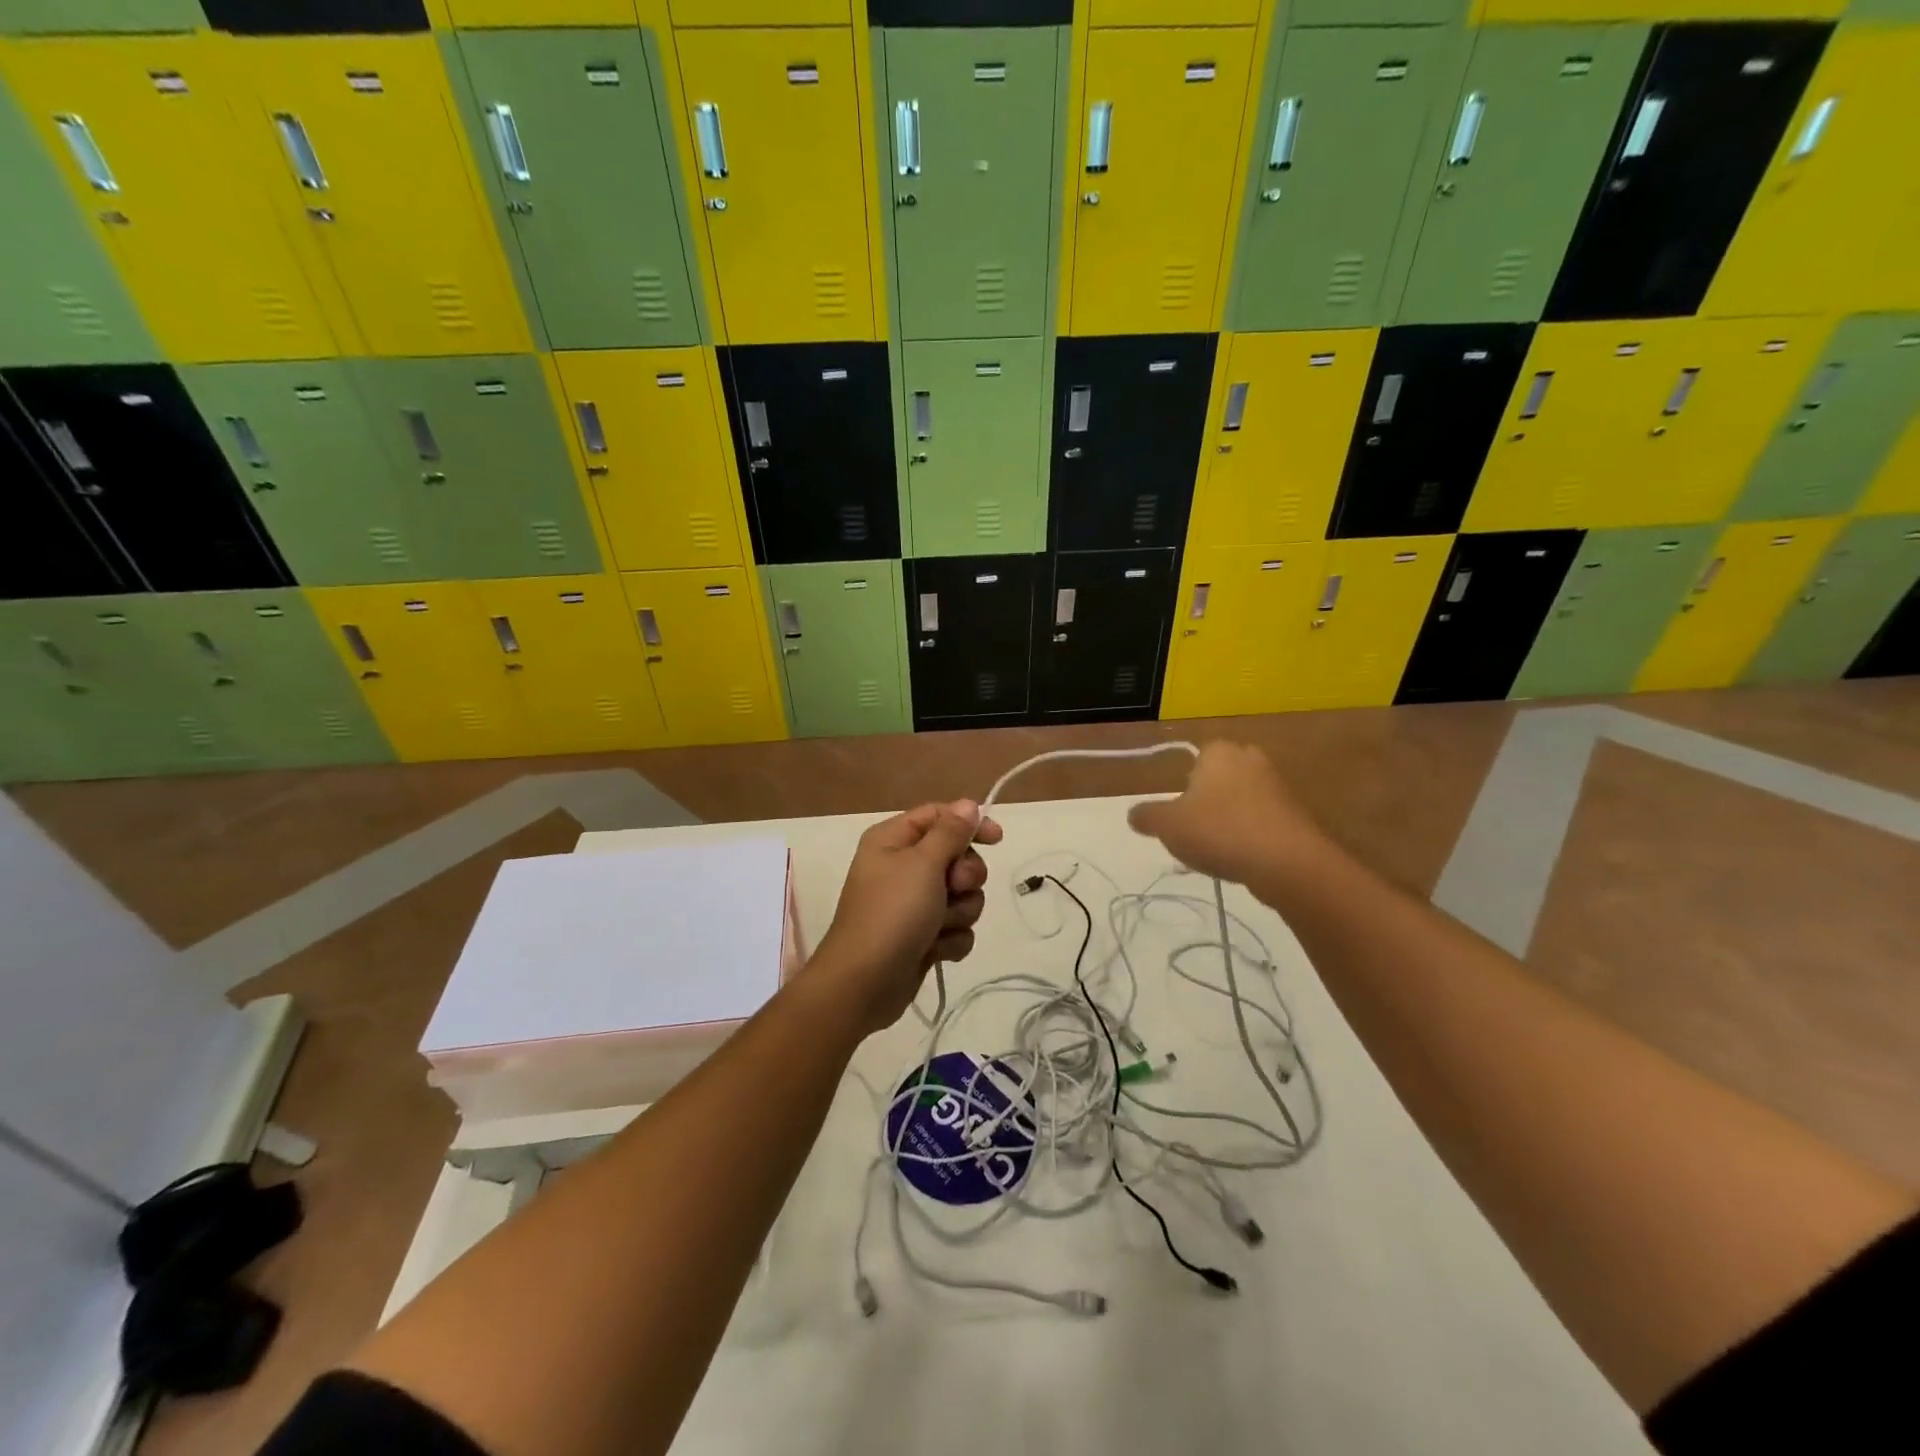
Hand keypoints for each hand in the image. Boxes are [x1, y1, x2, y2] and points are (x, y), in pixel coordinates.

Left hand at [811, 801, 1003, 1033]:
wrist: (864, 983)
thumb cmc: (892, 913)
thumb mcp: (923, 863)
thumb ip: (950, 832)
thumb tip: (968, 804)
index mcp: (893, 840)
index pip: (939, 816)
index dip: (969, 823)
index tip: (996, 838)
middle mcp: (902, 867)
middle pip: (956, 856)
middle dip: (964, 877)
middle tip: (952, 889)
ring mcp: (913, 904)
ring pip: (962, 895)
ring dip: (959, 912)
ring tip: (939, 927)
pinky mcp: (922, 936)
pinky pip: (955, 927)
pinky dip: (950, 939)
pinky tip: (935, 950)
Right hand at [1127, 742, 1327, 885]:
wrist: (1288, 862)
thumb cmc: (1219, 831)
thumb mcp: (1167, 825)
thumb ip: (1147, 816)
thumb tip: (1134, 814)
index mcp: (1219, 751)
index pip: (1194, 759)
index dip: (1183, 787)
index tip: (1178, 814)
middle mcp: (1250, 759)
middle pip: (1218, 780)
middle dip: (1207, 802)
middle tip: (1194, 831)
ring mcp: (1278, 786)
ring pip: (1241, 801)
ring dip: (1228, 821)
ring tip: (1217, 851)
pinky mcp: (1296, 813)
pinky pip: (1262, 820)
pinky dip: (1250, 836)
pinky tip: (1242, 859)